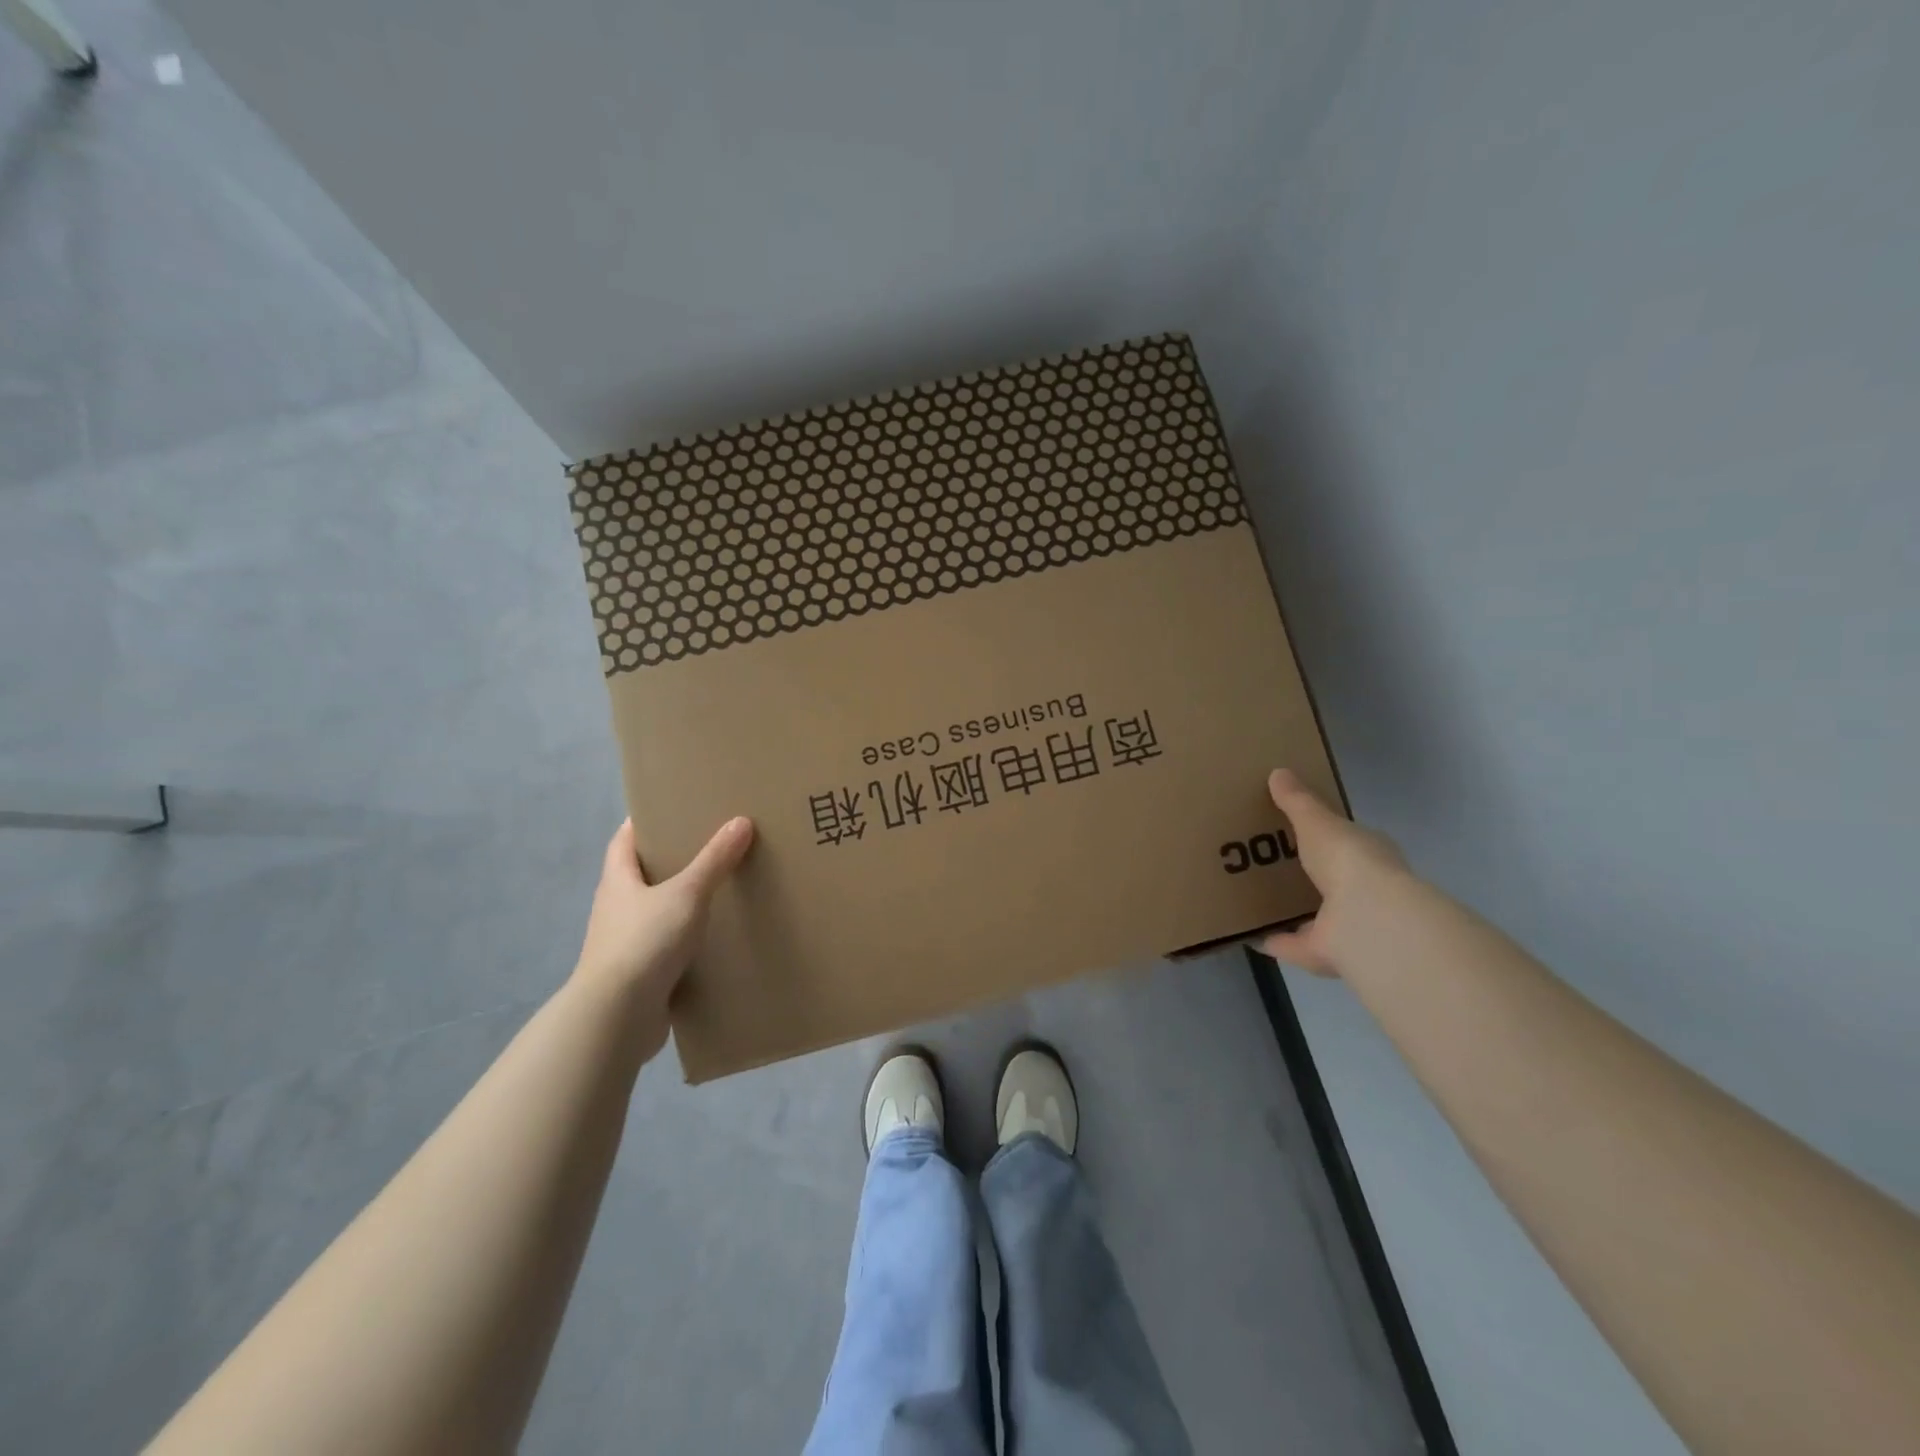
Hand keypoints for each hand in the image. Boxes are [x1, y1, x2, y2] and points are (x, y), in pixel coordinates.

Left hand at [572, 816, 754, 1057]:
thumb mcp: (686, 894)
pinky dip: (686, 941)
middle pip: (640, 876)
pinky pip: (665, 948)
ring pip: (655, 913)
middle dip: (669, 862)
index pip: (623, 841)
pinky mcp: (639, 976)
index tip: (670, 810)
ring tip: (719, 891)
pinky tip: (713, 940)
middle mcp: (616, 909)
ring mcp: (625, 945)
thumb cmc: (645, 942)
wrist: (617, 1017)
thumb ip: (714, 860)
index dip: (643, 823)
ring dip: (679, 904)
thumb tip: (740, 821)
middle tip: (709, 846)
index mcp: (618, 881)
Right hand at [1259, 770, 1406, 976]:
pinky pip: (1294, 945)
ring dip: (1293, 912)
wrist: (1366, 917)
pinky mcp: (1326, 954)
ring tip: (1255, 900)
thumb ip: (1297, 801)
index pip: (1347, 843)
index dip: (1326, 837)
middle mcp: (1363, 892)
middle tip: (1269, 865)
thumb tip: (1278, 772)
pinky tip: (1248, 933)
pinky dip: (1273, 941)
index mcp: (1367, 856)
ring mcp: (1347, 926)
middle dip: (1306, 876)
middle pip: (1330, 882)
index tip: (1297, 833)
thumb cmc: (1347, 859)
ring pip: (1316, 916)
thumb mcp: (1317, 821)